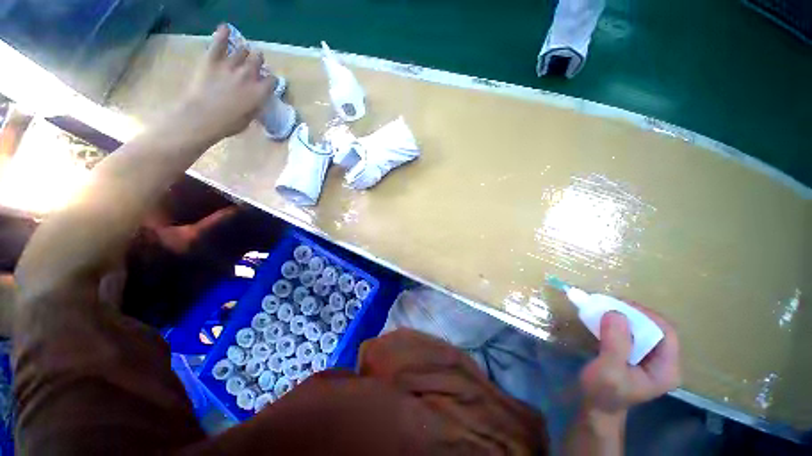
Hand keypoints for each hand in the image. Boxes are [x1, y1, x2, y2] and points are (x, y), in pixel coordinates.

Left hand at [175, 24, 275, 140]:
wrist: (202, 116)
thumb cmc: (228, 123)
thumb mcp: (249, 118)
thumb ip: (255, 105)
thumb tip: (257, 99)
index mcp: (260, 92)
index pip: (272, 80)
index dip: (270, 80)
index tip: (267, 82)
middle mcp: (249, 75)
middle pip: (258, 60)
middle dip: (258, 61)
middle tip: (254, 65)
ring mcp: (230, 65)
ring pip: (242, 50)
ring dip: (243, 52)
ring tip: (240, 54)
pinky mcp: (212, 59)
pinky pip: (219, 42)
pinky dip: (223, 34)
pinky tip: (226, 29)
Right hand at [579, 305, 680, 414]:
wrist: (596, 406)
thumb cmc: (603, 392)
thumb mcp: (608, 371)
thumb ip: (615, 344)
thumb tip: (615, 312)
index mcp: (667, 369)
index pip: (666, 333)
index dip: (645, 316)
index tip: (618, 305)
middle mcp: (665, 362)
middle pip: (656, 329)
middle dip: (633, 314)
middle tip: (608, 305)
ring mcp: (652, 359)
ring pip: (644, 329)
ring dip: (625, 317)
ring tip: (604, 310)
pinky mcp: (638, 355)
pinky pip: (633, 333)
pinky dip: (620, 323)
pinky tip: (605, 321)